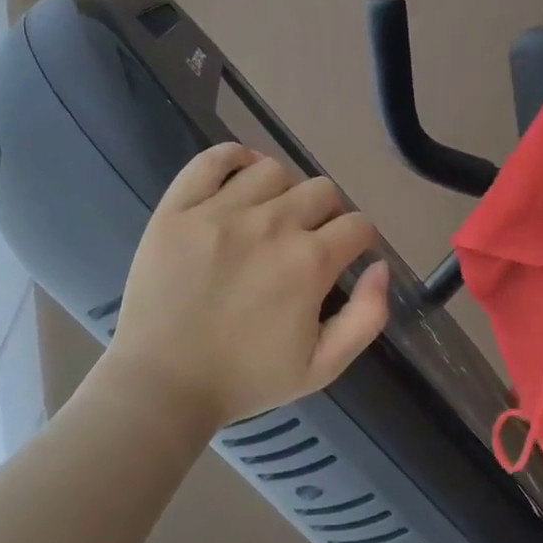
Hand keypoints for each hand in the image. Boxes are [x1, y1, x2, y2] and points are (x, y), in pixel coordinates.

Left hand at [103, 143, 391, 434]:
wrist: (162, 384)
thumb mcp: (322, 367)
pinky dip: (233, 158)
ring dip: (283, 190)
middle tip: (307, 240)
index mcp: (309, 262)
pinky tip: (239, 177)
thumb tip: (380, 266)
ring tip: (270, 215)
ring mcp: (219, 211)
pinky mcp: (178, 208)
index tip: (345, 255)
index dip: (359, 240)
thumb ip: (367, 318)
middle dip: (326, 214)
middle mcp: (271, 224)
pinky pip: (212, 159)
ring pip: (273, 170)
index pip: (357, 225)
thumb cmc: (244, 380)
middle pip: (321, 190)